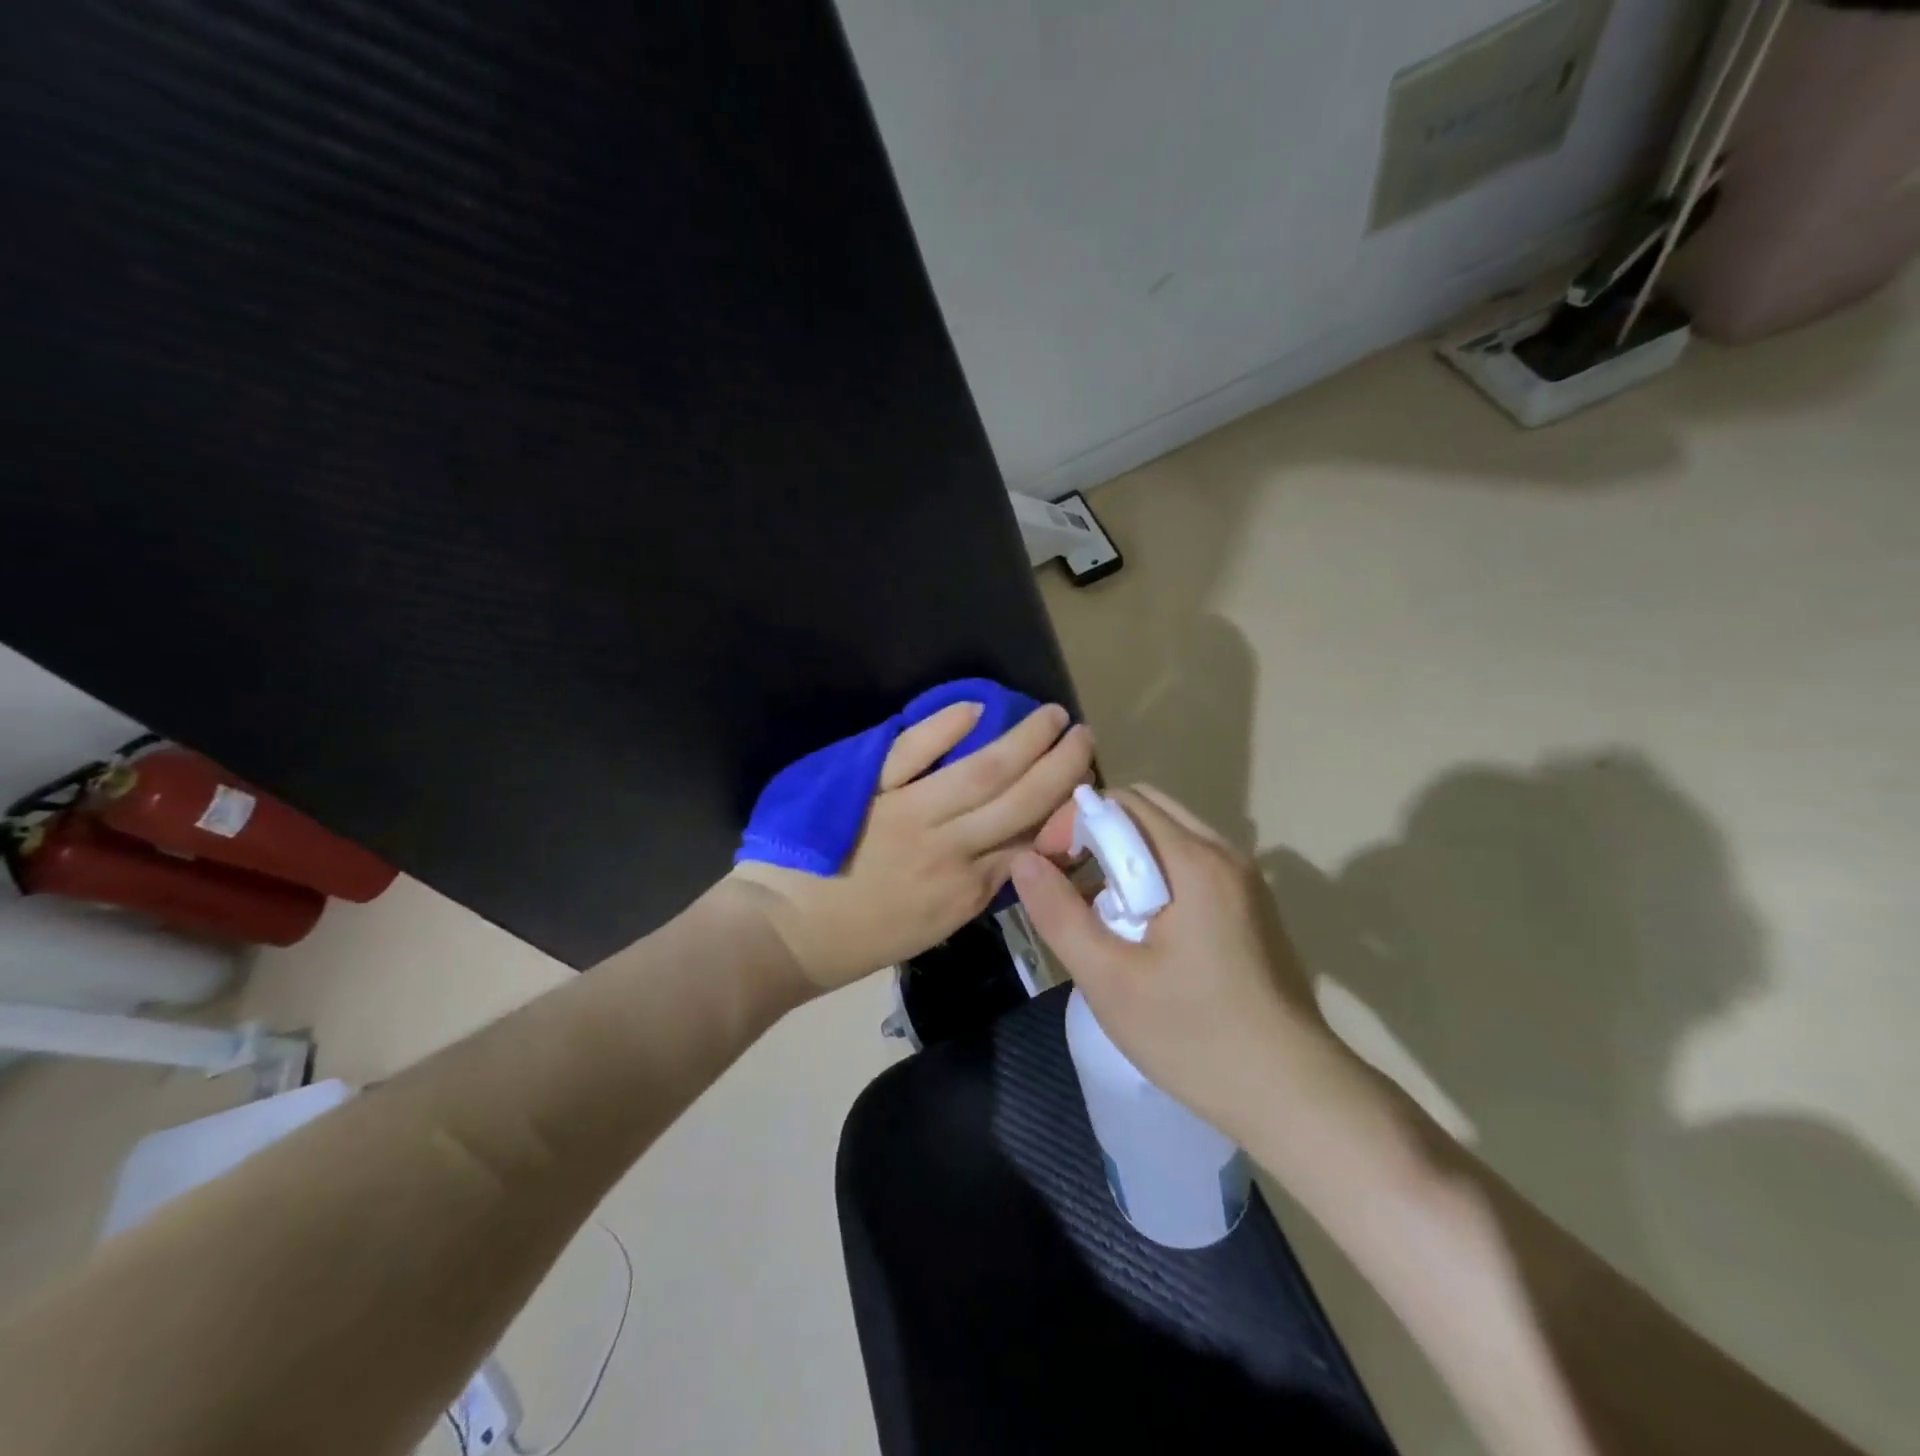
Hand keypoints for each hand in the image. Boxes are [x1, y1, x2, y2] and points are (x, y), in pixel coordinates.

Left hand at [730, 700, 1094, 992]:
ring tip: (1050, 716)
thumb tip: (1013, 847)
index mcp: (965, 893)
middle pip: (1019, 801)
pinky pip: (912, 753)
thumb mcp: (932, 928)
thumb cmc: (857, 940)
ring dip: (1023, 740)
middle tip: (1084, 735)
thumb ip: (975, 888)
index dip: (1062, 808)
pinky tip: (976, 709)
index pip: (1028, 843)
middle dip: (1060, 766)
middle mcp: (949, 851)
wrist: (783, 933)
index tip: (1082, 782)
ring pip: (981, 772)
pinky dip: (945, 729)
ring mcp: (908, 815)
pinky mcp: (868, 790)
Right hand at [1011, 785, 1336, 1138]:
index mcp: (1194, 862)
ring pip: (1169, 836)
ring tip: (1098, 910)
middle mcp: (1225, 854)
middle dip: (1097, 834)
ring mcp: (1244, 880)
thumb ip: (1059, 914)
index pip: (1121, 802)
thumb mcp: (1109, 979)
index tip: (1047, 866)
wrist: (1294, 1094)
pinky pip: (1191, 863)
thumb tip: (1023, 861)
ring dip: (1125, 856)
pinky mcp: (1251, 906)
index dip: (1072, 823)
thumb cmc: (1194, 1037)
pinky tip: (1140, 928)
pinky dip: (1154, 873)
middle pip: (1147, 809)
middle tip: (1067, 881)